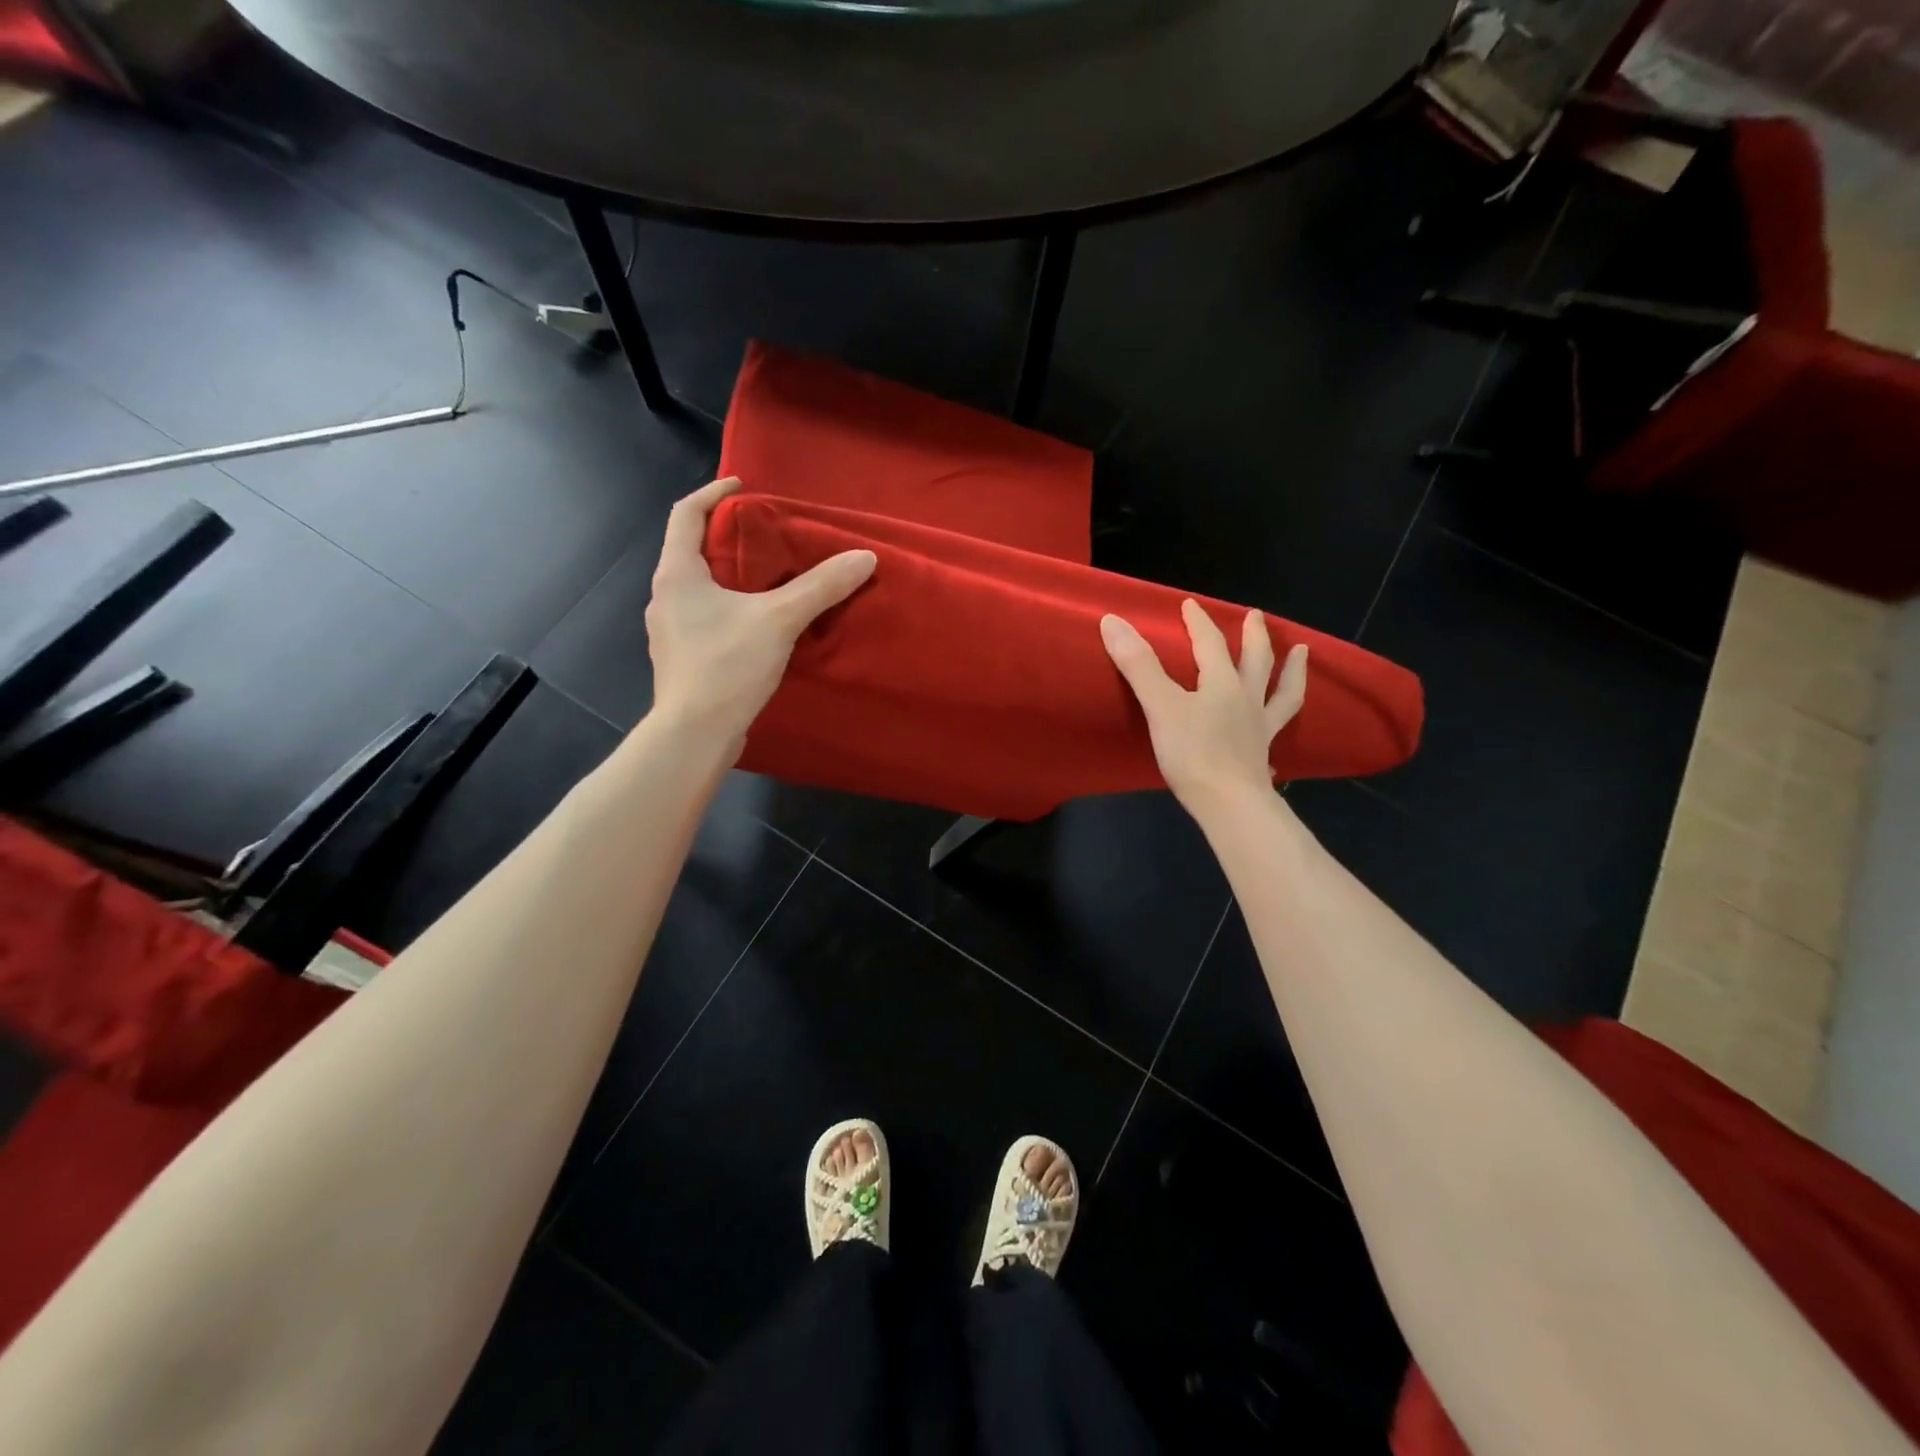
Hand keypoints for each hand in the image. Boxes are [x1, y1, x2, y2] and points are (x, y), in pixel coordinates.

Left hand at [646, 477, 875, 750]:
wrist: (695, 735)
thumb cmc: (726, 667)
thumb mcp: (779, 620)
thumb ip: (820, 587)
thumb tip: (864, 558)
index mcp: (677, 574)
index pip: (686, 514)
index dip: (713, 494)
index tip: (743, 487)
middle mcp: (665, 597)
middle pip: (692, 551)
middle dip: (727, 538)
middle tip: (766, 536)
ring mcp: (670, 631)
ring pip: (699, 589)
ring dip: (729, 577)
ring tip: (768, 581)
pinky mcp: (683, 660)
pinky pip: (705, 619)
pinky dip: (730, 610)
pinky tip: (758, 627)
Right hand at [1100, 600, 1307, 818]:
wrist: (1228, 803)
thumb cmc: (1192, 752)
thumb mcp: (1159, 705)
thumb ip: (1138, 664)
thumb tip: (1112, 621)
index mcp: (1222, 683)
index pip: (1210, 644)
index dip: (1199, 622)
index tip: (1190, 605)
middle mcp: (1247, 699)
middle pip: (1256, 660)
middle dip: (1254, 636)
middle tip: (1256, 617)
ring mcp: (1259, 728)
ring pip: (1281, 691)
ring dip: (1292, 670)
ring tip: (1301, 654)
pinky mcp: (1261, 755)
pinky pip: (1278, 730)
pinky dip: (1283, 721)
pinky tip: (1281, 725)